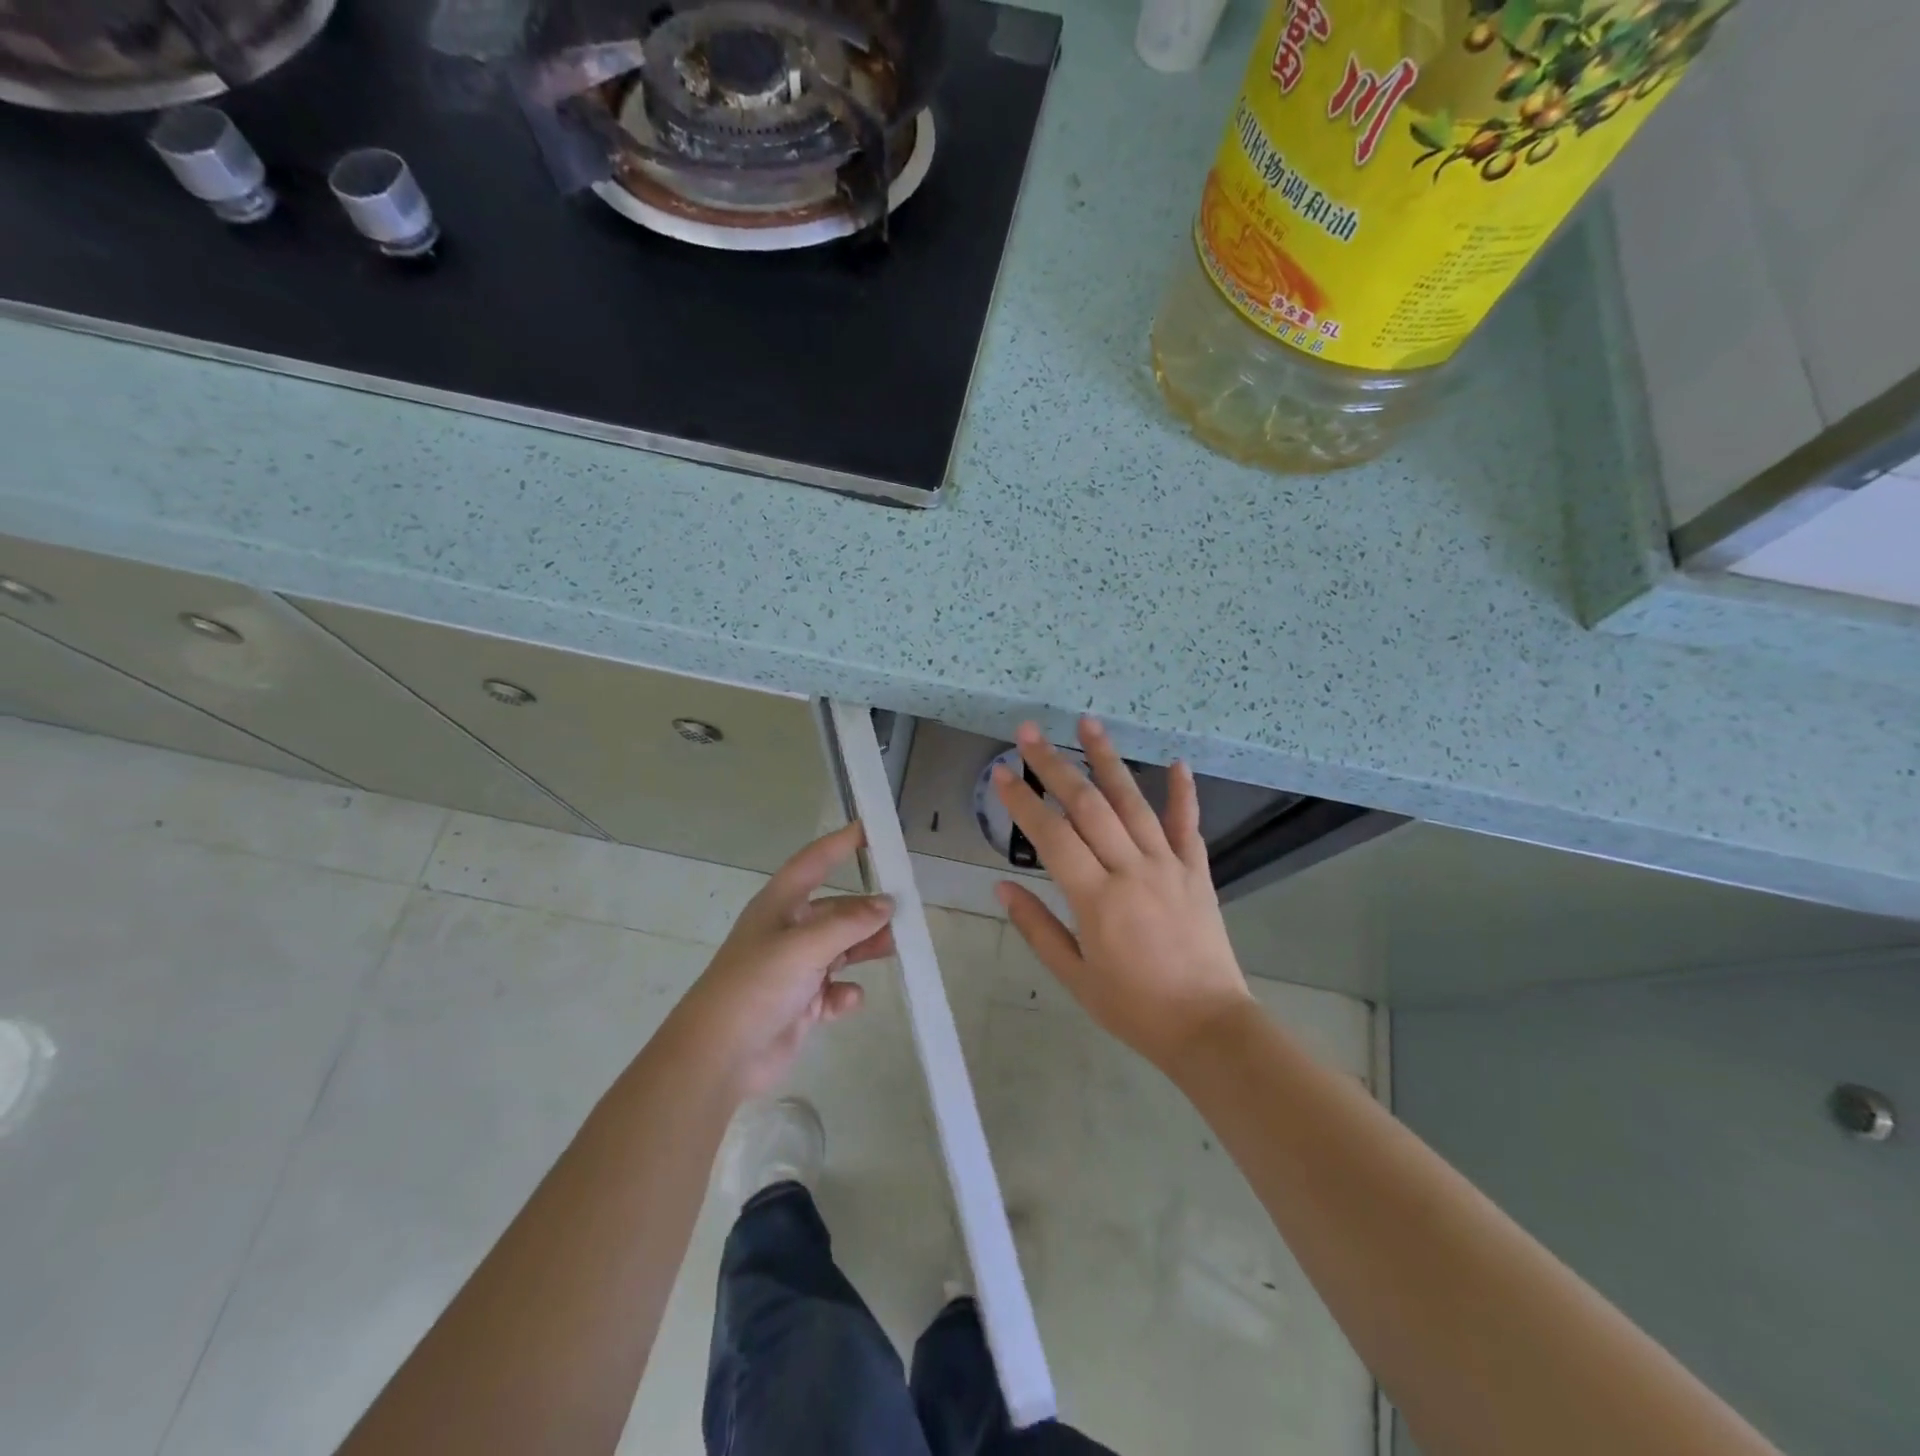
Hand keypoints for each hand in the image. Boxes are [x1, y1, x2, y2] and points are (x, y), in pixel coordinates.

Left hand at [678, 822, 894, 1098]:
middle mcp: (788, 932)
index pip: (813, 862)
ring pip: (841, 949)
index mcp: (780, 906)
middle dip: (866, 910)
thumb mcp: (804, 947)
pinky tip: (849, 1000)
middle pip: (836, 910)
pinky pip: (834, 991)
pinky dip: (845, 993)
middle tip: (904, 912)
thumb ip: (849, 924)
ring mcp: (795, 970)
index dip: (840, 844)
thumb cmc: (756, 986)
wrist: (719, 1056)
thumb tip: (887, 904)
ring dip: (865, 947)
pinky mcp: (801, 1004)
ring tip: (895, 947)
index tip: (872, 828)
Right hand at [994, 718, 1252, 1072]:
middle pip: (1088, 805)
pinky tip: (1176, 762)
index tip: (1001, 772)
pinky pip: (1187, 825)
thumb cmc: (1133, 1007)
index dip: (1023, 802)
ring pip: (1134, 802)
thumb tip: (1002, 886)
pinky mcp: (1197, 871)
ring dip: (1108, 759)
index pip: (1052, 836)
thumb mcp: (1075, 976)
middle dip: (1055, 765)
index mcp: (1096, 899)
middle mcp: (1132, 870)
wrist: (1209, 1027)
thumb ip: (1037, 927)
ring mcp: (1169, 866)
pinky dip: (1182, 792)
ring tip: (1088, 722)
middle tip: (1030, 732)